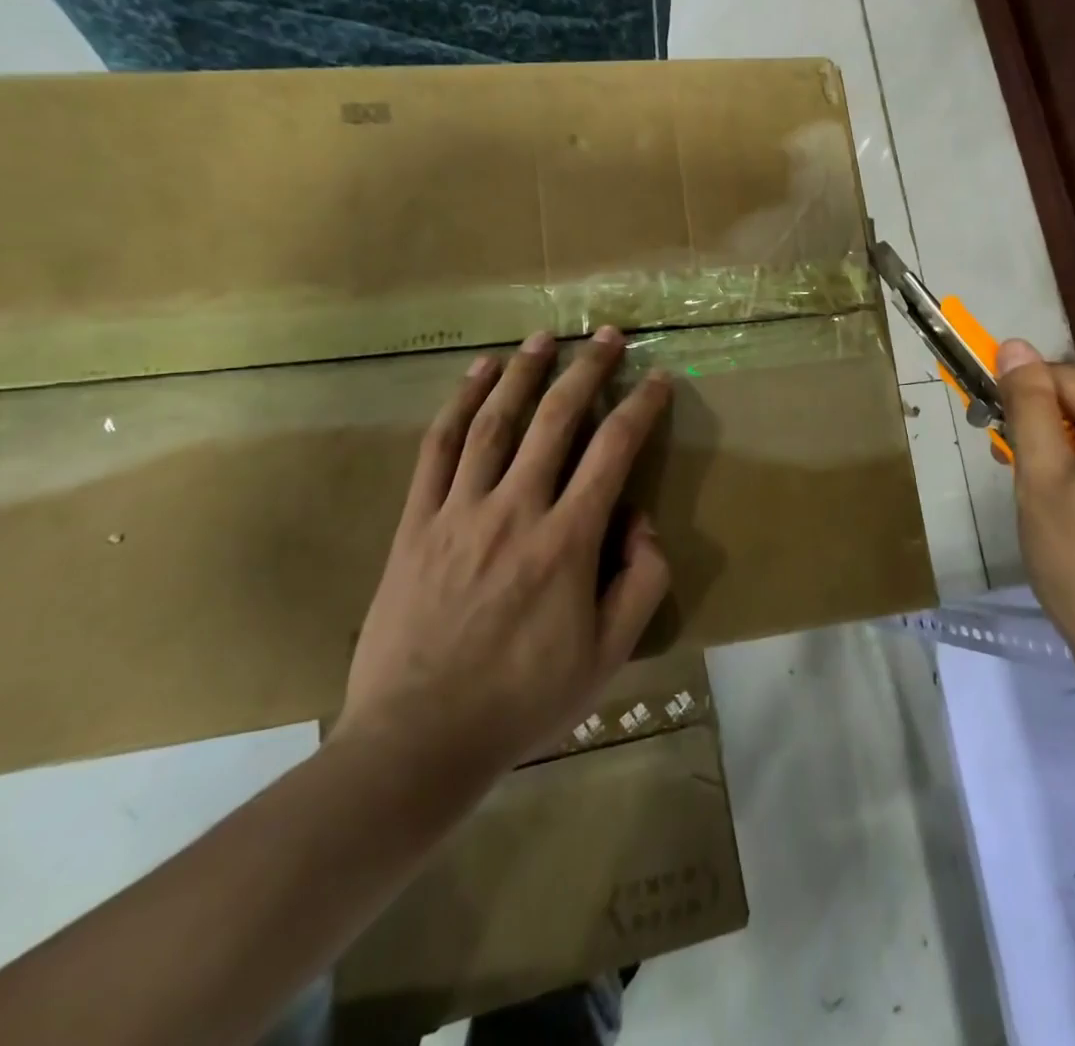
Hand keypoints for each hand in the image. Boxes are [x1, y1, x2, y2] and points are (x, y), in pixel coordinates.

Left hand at [331, 327, 671, 805]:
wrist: (419, 739)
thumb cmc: (524, 700)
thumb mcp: (609, 656)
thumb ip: (641, 582)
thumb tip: (640, 521)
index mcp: (568, 541)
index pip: (614, 452)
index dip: (640, 407)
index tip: (657, 378)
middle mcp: (516, 510)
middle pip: (557, 420)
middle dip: (588, 370)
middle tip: (607, 334)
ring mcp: (460, 511)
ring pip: (495, 421)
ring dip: (524, 372)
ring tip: (545, 336)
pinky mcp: (417, 522)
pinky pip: (439, 448)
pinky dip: (459, 403)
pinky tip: (477, 373)